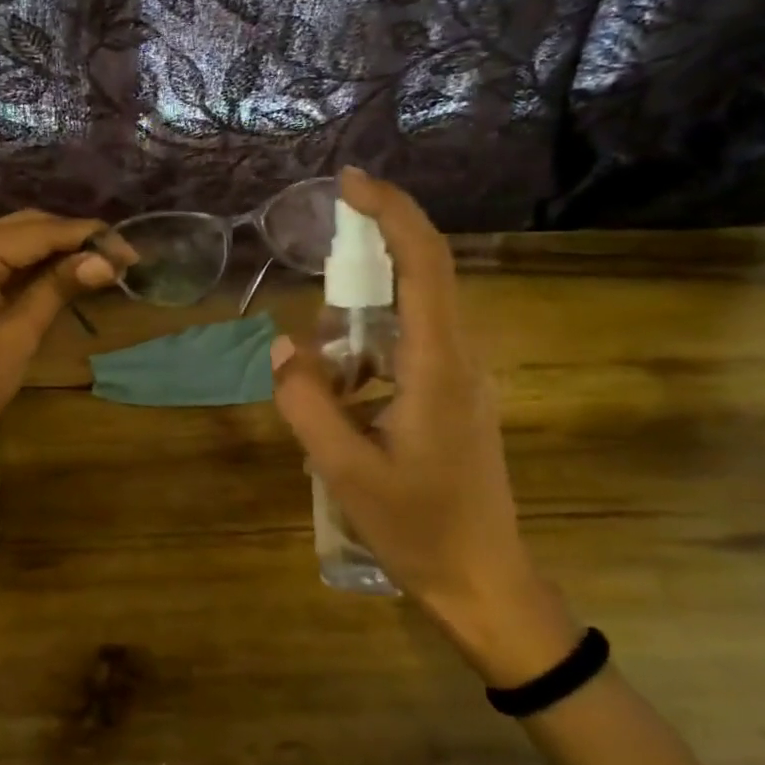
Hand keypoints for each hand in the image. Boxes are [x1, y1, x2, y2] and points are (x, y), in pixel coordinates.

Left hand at [0, 210, 120, 471]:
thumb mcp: (20, 332)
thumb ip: (59, 287)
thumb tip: (107, 261)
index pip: (37, 231)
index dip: (86, 236)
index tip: (129, 248)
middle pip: (24, 229)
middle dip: (72, 240)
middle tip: (118, 258)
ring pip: (14, 246)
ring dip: (56, 253)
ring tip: (100, 265)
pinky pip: (1, 267)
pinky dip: (34, 269)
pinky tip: (65, 276)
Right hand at [270, 169, 579, 684]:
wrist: (483, 581)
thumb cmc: (419, 528)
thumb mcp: (345, 470)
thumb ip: (306, 403)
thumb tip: (282, 346)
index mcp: (439, 366)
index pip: (425, 263)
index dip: (391, 213)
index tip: (350, 182)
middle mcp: (459, 359)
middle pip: (421, 276)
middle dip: (369, 255)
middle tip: (318, 263)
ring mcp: (461, 379)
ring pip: (410, 316)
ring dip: (360, 320)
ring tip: (324, 372)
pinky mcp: (453, 398)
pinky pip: (407, 350)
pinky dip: (367, 352)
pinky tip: (341, 396)